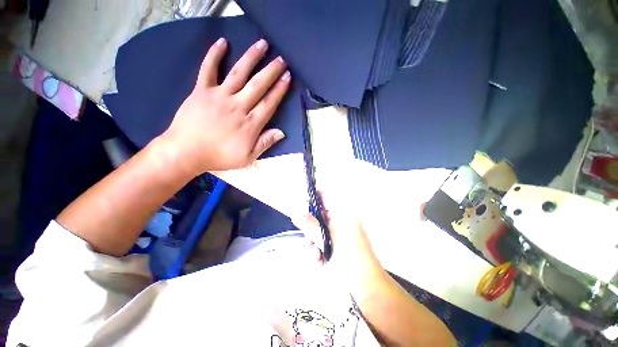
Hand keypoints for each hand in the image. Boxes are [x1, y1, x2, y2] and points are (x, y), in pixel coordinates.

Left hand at [161, 37, 290, 173]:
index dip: (279, 90)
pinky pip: (208, 69)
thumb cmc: (219, 156)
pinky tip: (222, 42)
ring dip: (251, 58)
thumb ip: (265, 143)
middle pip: (258, 85)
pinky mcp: (201, 91)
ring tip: (262, 44)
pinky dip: (214, 55)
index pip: (269, 103)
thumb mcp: (248, 158)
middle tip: (281, 59)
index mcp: (250, 123)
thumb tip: (281, 132)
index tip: (287, 77)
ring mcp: (219, 96)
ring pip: (239, 73)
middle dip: (271, 71)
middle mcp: (237, 106)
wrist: (186, 152)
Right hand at [292, 192, 382, 275]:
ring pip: (320, 230)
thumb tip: (296, 214)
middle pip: (319, 216)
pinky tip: (320, 261)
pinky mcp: (340, 243)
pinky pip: (325, 241)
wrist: (367, 285)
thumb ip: (310, 225)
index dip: (312, 200)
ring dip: (314, 243)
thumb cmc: (348, 258)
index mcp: (343, 212)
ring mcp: (342, 231)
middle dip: (311, 231)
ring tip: (316, 257)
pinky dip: (320, 250)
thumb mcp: (326, 240)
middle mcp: (342, 219)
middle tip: (309, 242)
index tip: (301, 208)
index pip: (324, 197)